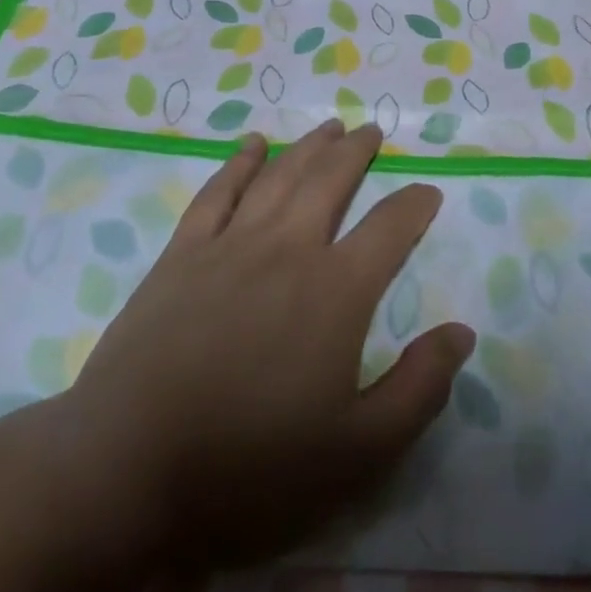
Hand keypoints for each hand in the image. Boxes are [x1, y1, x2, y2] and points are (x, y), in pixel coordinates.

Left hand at [62, 122, 473, 568]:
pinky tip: (252, 144)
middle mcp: (287, 248)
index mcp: (336, 290)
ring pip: (279, 176)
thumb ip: (419, 387)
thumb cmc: (251, 465)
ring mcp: (229, 244)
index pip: (390, 228)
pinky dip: (239, 162)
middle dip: (357, 152)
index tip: (429, 192)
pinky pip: (218, 191)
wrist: (129, 465)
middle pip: (330, 181)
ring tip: (329, 127)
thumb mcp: (358, 450)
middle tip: (373, 131)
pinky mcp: (181, 253)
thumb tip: (461, 332)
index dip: (415, 205)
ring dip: (308, 147)